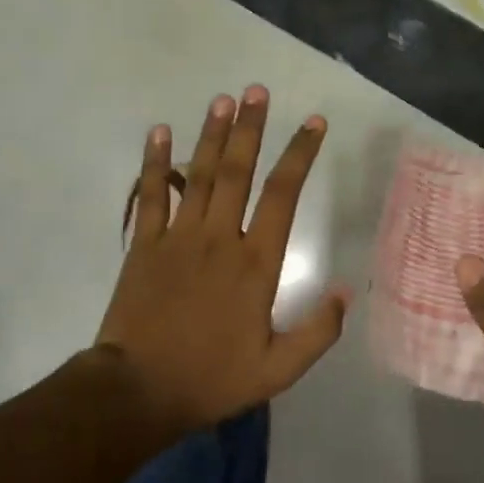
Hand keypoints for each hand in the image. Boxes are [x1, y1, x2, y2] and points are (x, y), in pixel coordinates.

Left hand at [97, 86, 349, 430]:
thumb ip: (318, 331)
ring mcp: (178, 238)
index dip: (300, 154)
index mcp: (256, 263)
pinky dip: (154, 163)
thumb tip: (344, 290)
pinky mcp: (143, 246)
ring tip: (223, 99)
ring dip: (211, 134)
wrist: (138, 391)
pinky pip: (150, 196)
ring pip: (198, 175)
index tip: (314, 122)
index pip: (284, 195)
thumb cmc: (212, 379)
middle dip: (251, 128)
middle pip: (237, 170)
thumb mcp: (279, 369)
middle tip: (257, 91)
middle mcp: (219, 238)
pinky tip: (160, 131)